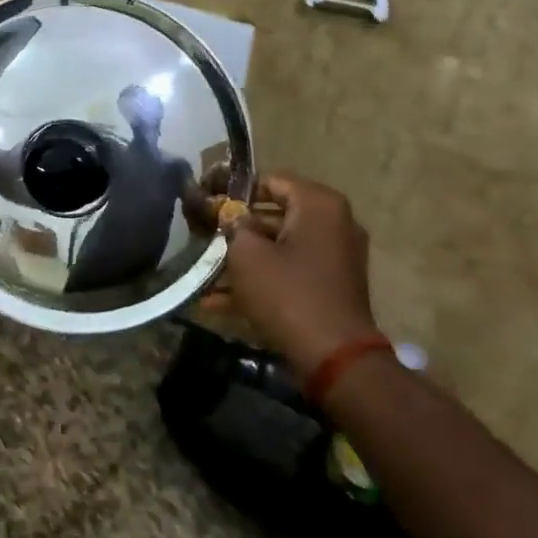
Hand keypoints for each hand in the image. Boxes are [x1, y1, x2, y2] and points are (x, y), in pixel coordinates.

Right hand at [202, 174, 378, 374]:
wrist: (335, 357)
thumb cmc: (288, 293)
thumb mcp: (248, 255)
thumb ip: (234, 225)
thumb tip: (230, 213)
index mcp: (318, 204)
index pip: (270, 181)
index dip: (235, 190)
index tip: (207, 201)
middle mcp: (333, 223)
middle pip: (275, 213)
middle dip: (237, 226)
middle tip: (203, 234)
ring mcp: (335, 256)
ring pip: (280, 246)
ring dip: (244, 257)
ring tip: (205, 270)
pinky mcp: (330, 285)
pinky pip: (290, 271)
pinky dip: (261, 279)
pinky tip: (218, 301)